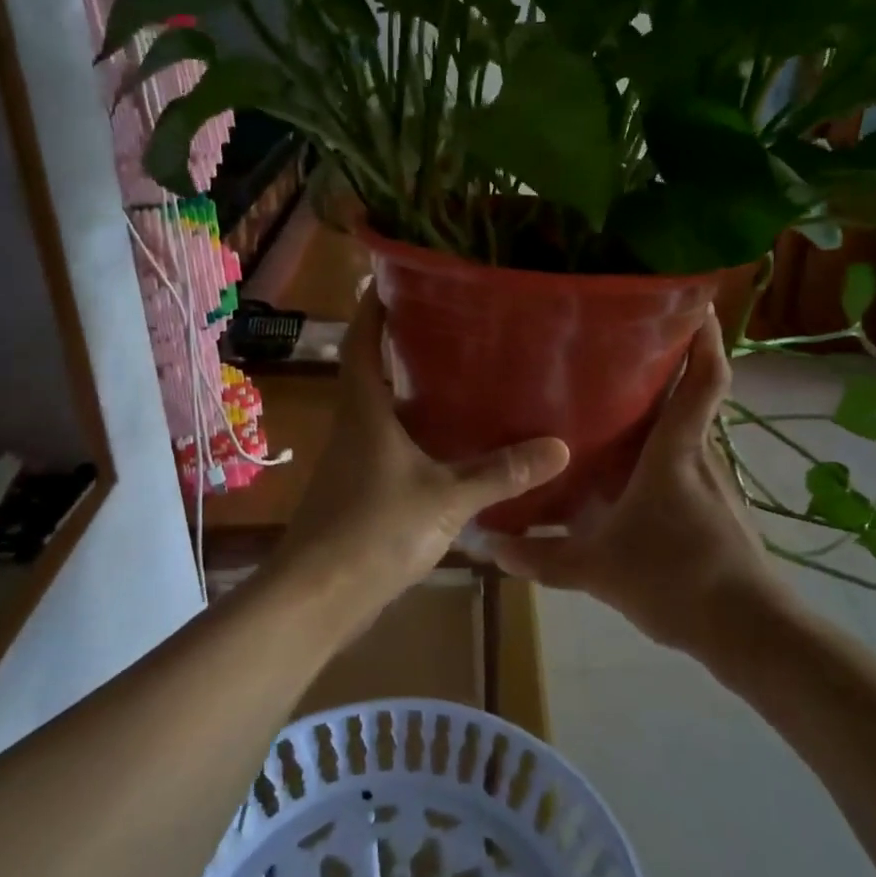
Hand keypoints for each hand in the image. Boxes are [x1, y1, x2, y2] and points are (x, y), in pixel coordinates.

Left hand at [272, 290, 569, 611]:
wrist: (316, 597)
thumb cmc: (373, 531)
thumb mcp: (445, 498)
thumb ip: (500, 473)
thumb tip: (558, 446)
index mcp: (365, 410)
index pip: (361, 342)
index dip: (373, 308)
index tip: (394, 278)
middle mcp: (354, 426)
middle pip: (372, 372)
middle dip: (403, 347)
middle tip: (452, 327)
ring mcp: (354, 462)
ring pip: (384, 413)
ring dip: (413, 395)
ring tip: (462, 380)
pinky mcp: (360, 492)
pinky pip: (391, 448)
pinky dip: (417, 437)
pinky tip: (451, 449)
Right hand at [486, 308, 784, 654]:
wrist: (747, 631)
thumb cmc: (674, 579)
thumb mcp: (595, 569)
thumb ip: (540, 557)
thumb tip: (487, 545)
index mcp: (676, 452)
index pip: (703, 381)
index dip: (704, 340)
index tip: (694, 304)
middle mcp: (701, 457)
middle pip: (695, 398)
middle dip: (671, 368)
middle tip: (627, 349)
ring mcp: (716, 484)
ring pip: (691, 434)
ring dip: (666, 415)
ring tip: (621, 407)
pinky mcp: (722, 511)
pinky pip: (691, 466)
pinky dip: (668, 455)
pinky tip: (638, 475)